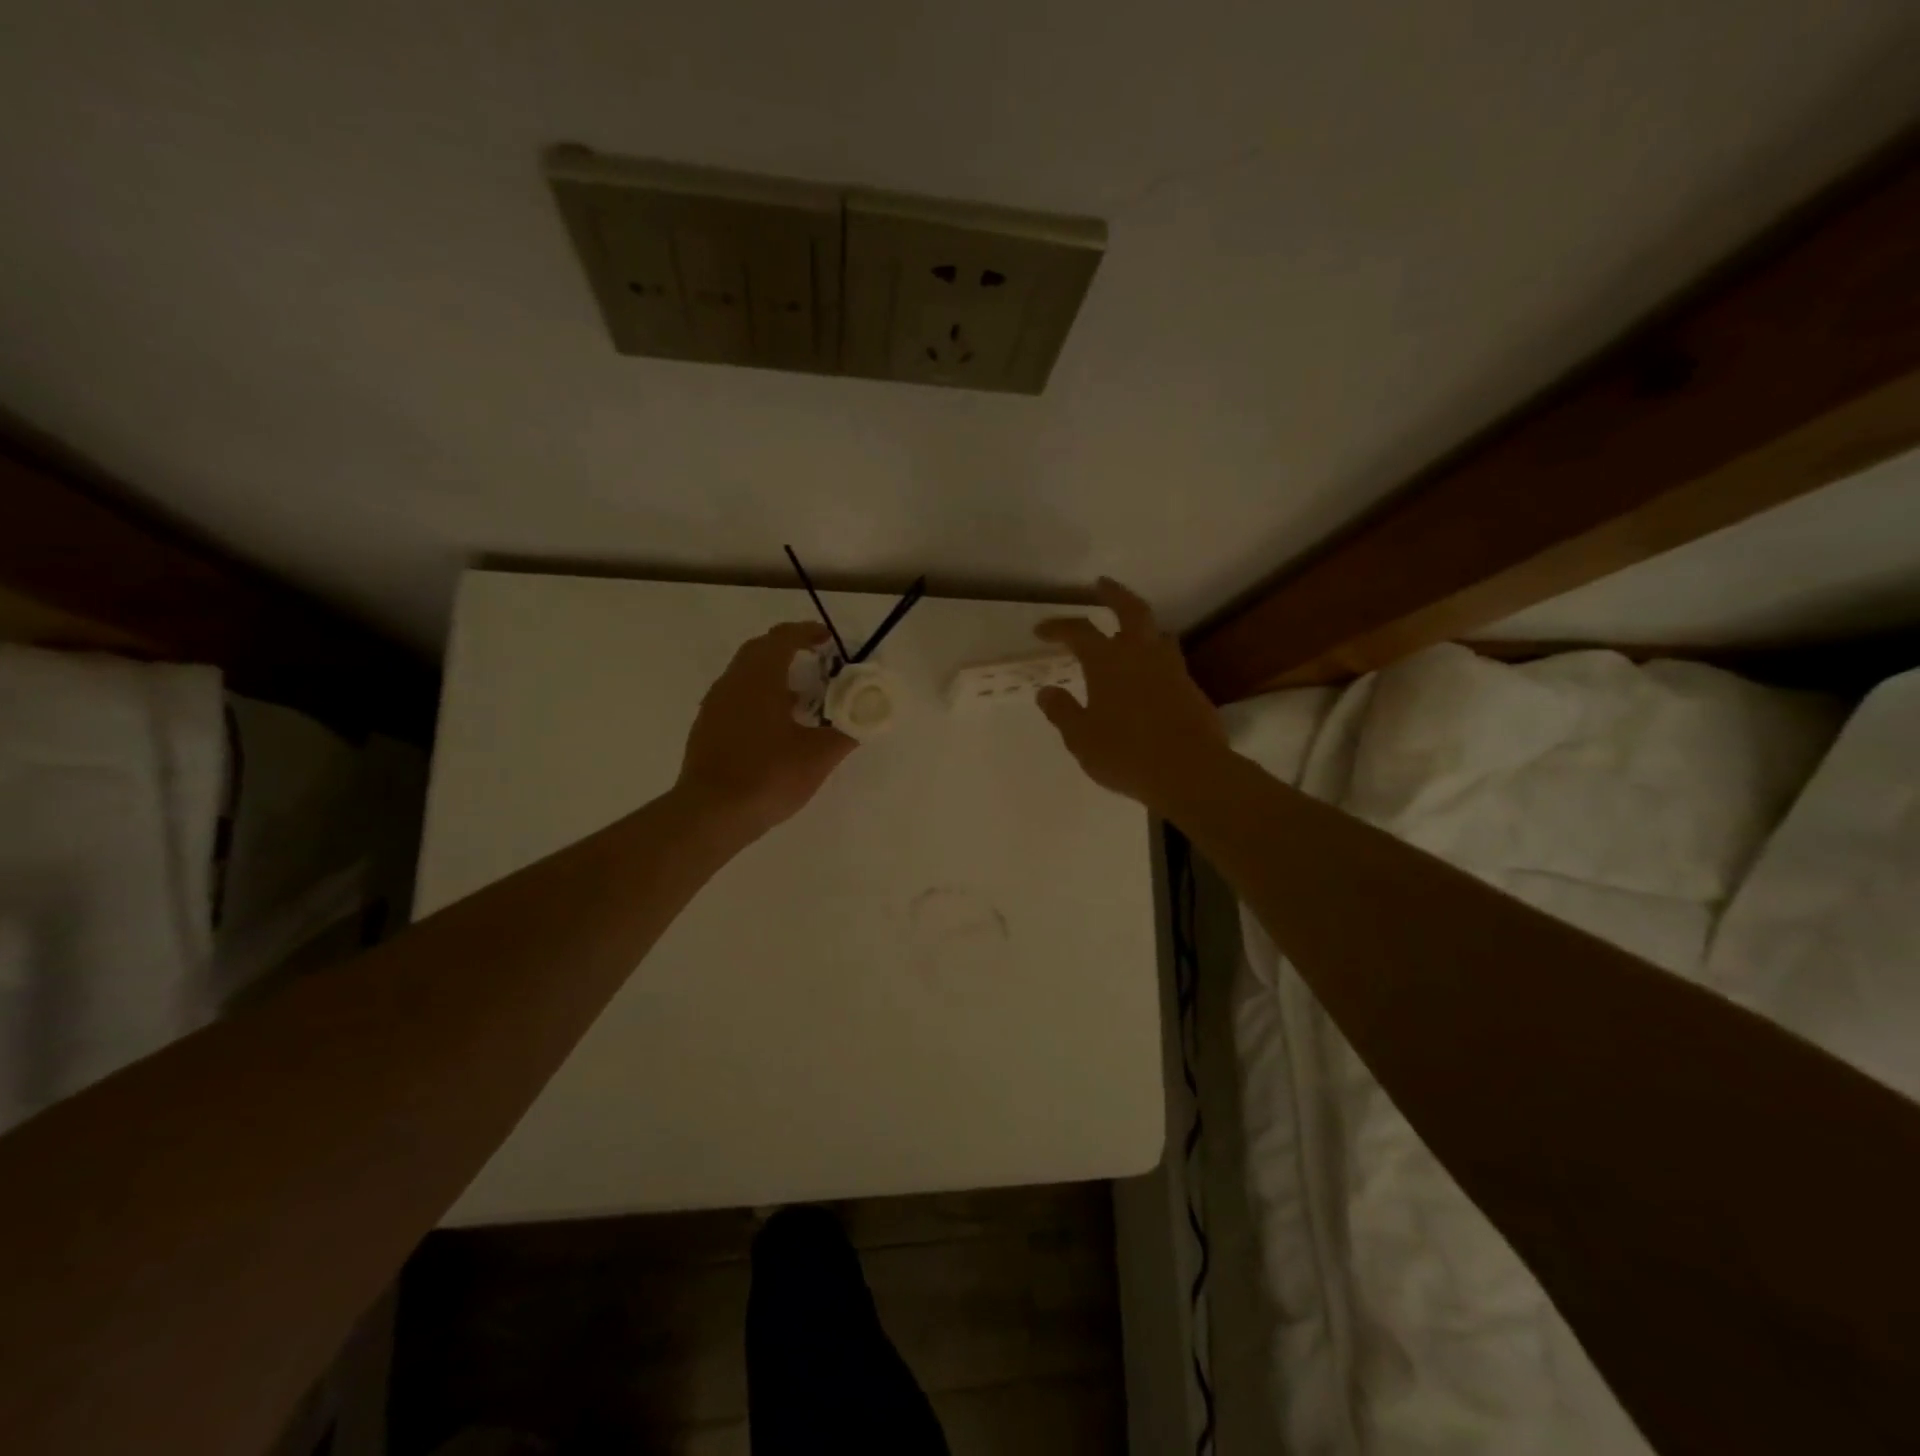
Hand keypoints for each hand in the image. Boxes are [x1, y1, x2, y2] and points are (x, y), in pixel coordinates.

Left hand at [677, 623, 856, 841]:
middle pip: (760, 650)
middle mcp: (733, 682)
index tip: (829, 639)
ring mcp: (715, 705)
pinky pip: (736, 697)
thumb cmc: (769, 775)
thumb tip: (865, 718)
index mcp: (760, 678)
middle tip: (817, 661)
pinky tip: (775, 726)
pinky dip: (758, 697)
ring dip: (773, 675)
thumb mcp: (819, 755)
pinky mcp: (706, 728)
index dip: (807, 632)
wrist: (712, 814)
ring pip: (745, 675)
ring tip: (801, 697)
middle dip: (789, 649)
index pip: (783, 638)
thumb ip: (846, 732)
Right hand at [1034, 578, 1226, 812]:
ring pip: (1157, 633)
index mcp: (1108, 662)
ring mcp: (1172, 669)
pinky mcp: (1191, 688)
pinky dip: (1155, 658)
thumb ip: (1062, 712)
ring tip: (1130, 632)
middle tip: (1101, 584)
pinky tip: (1150, 676)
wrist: (1189, 771)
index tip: (1041, 630)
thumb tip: (1046, 692)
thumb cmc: (1126, 754)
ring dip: (1141, 626)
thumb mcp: (1081, 738)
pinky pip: (1170, 661)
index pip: (1079, 631)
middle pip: (1130, 610)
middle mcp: (1141, 655)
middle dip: (1113, 594)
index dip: (1058, 627)